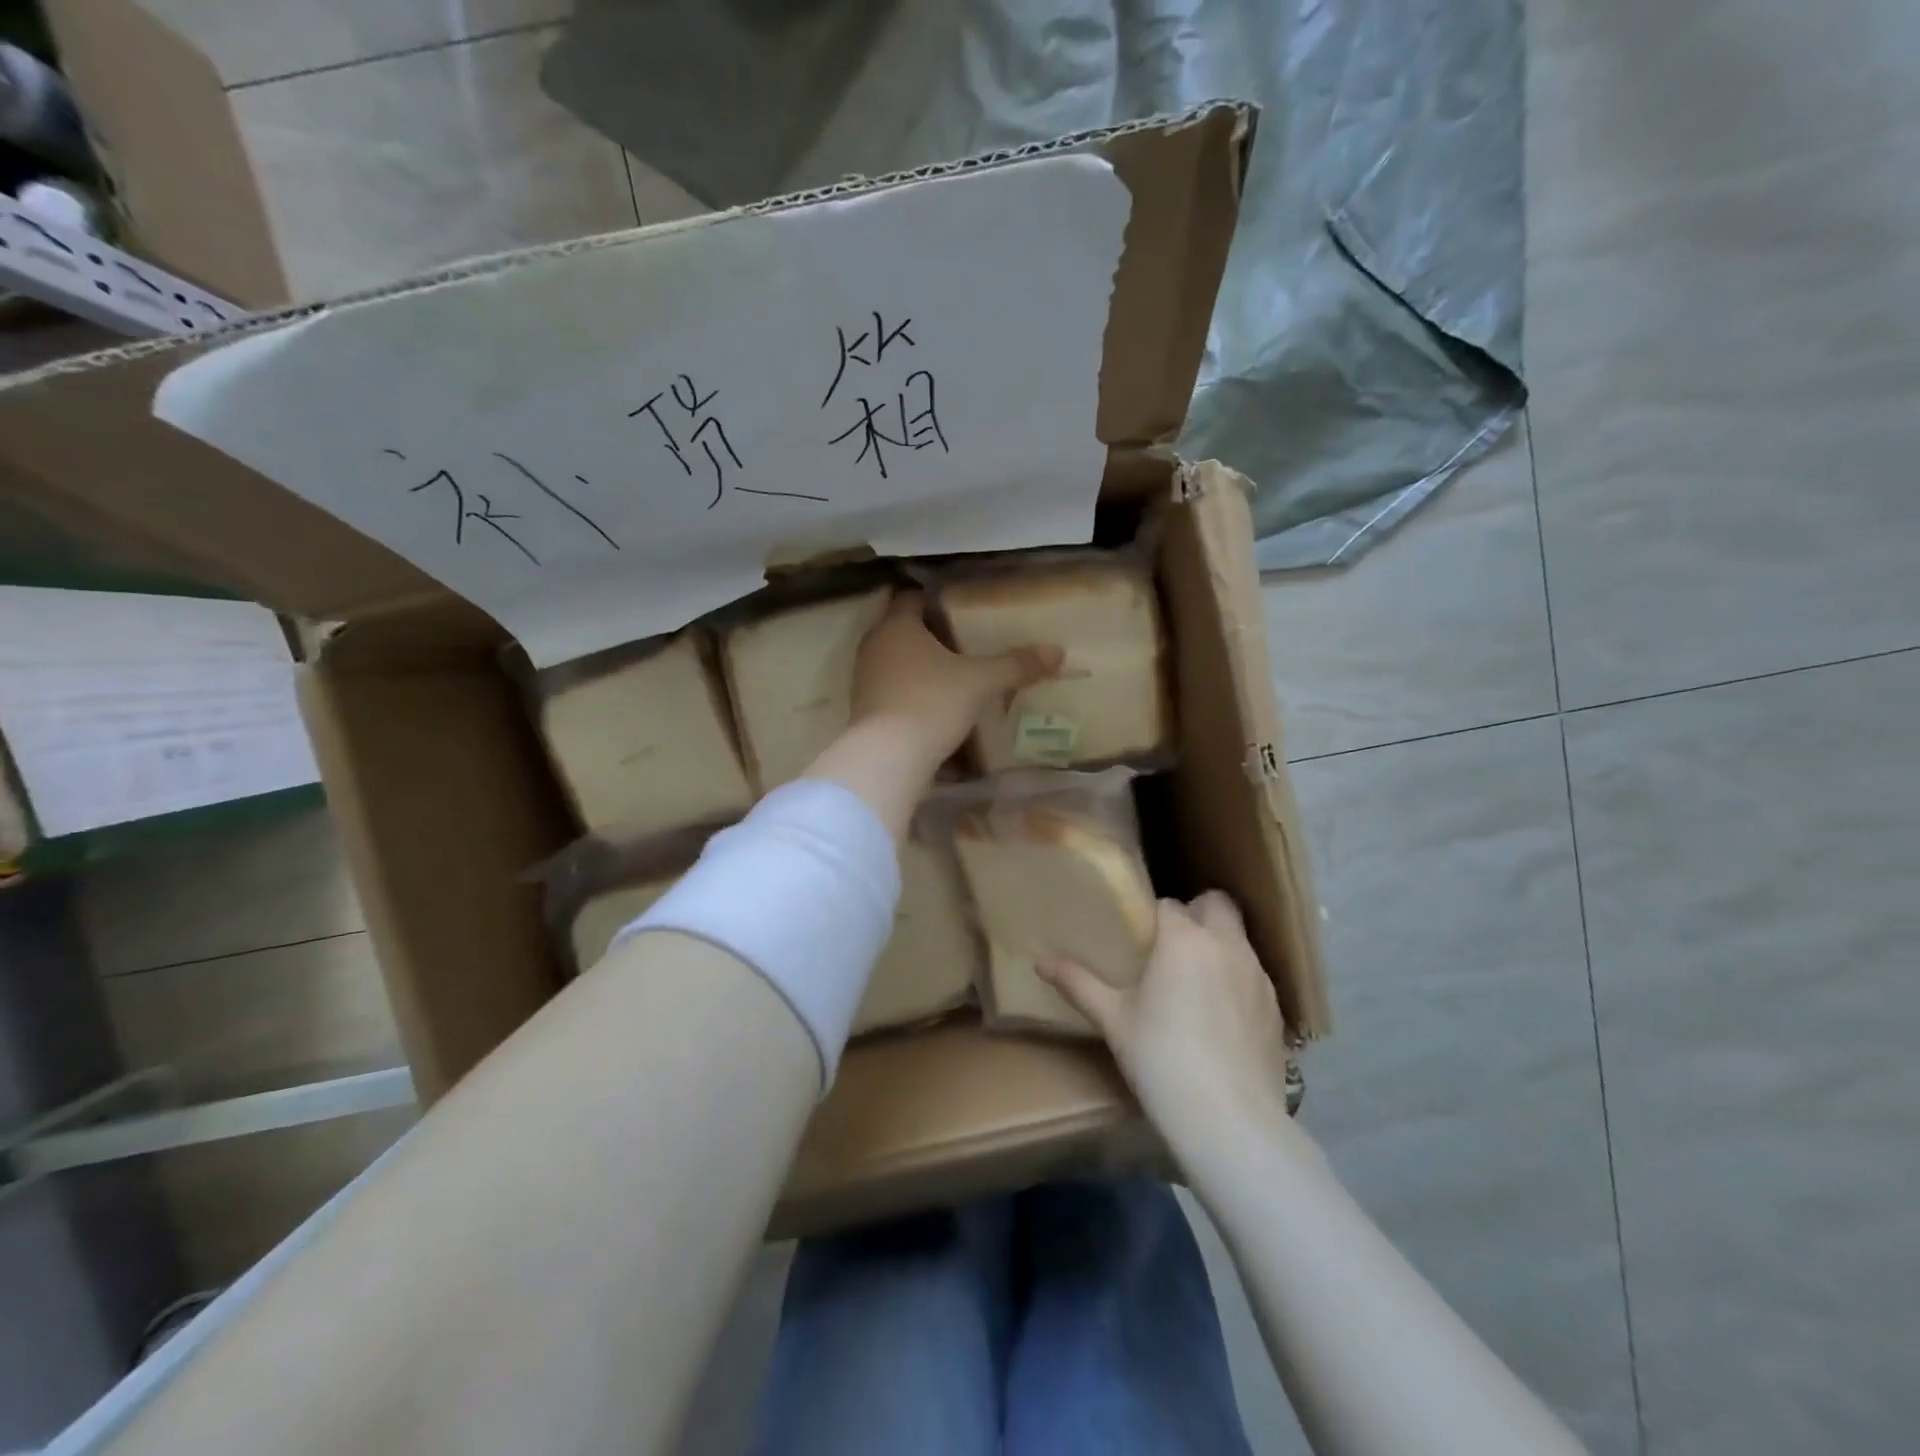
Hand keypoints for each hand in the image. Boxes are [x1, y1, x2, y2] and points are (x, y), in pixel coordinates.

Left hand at [852, 589, 1061, 770]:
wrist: (888, 758)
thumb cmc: (931, 702)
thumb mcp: (980, 681)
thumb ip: (1015, 665)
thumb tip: (1056, 651)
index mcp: (896, 626)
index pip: (911, 598)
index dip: (935, 600)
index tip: (962, 608)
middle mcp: (875, 646)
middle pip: (904, 631)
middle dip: (932, 636)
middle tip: (967, 642)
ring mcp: (865, 680)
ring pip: (898, 663)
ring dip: (922, 668)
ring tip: (957, 676)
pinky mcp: (866, 711)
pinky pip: (894, 692)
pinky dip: (914, 694)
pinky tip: (940, 707)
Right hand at [1039, 891, 1290, 1151]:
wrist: (1230, 1120)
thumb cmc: (1161, 1058)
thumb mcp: (1113, 1020)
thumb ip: (1078, 983)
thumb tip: (1038, 960)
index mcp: (1184, 939)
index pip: (1169, 904)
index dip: (1153, 917)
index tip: (1139, 938)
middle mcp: (1227, 945)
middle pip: (1217, 904)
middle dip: (1197, 913)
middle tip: (1173, 944)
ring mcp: (1258, 976)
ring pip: (1239, 940)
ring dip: (1219, 946)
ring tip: (1195, 983)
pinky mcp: (1278, 1009)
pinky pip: (1254, 976)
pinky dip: (1237, 981)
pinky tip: (1220, 1018)